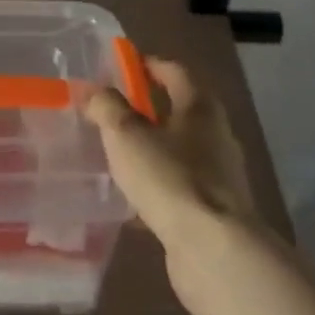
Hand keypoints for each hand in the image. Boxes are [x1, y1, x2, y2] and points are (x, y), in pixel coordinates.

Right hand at [84, 59, 269, 314]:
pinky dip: (157, 189)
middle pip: (180, 112)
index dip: (148, 65)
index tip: (122, 65)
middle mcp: (216, 136)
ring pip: (179, 153)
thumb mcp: (125, 135)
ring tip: (117, 159)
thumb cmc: (169, 178)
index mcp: (200, 108)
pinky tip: (132, 205)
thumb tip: (94, 91)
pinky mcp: (215, 212)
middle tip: (112, 114)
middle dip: (147, 111)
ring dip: (152, 152)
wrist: (213, 250)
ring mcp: (220, 176)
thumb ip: (107, 107)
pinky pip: (179, 190)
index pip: (175, 72)